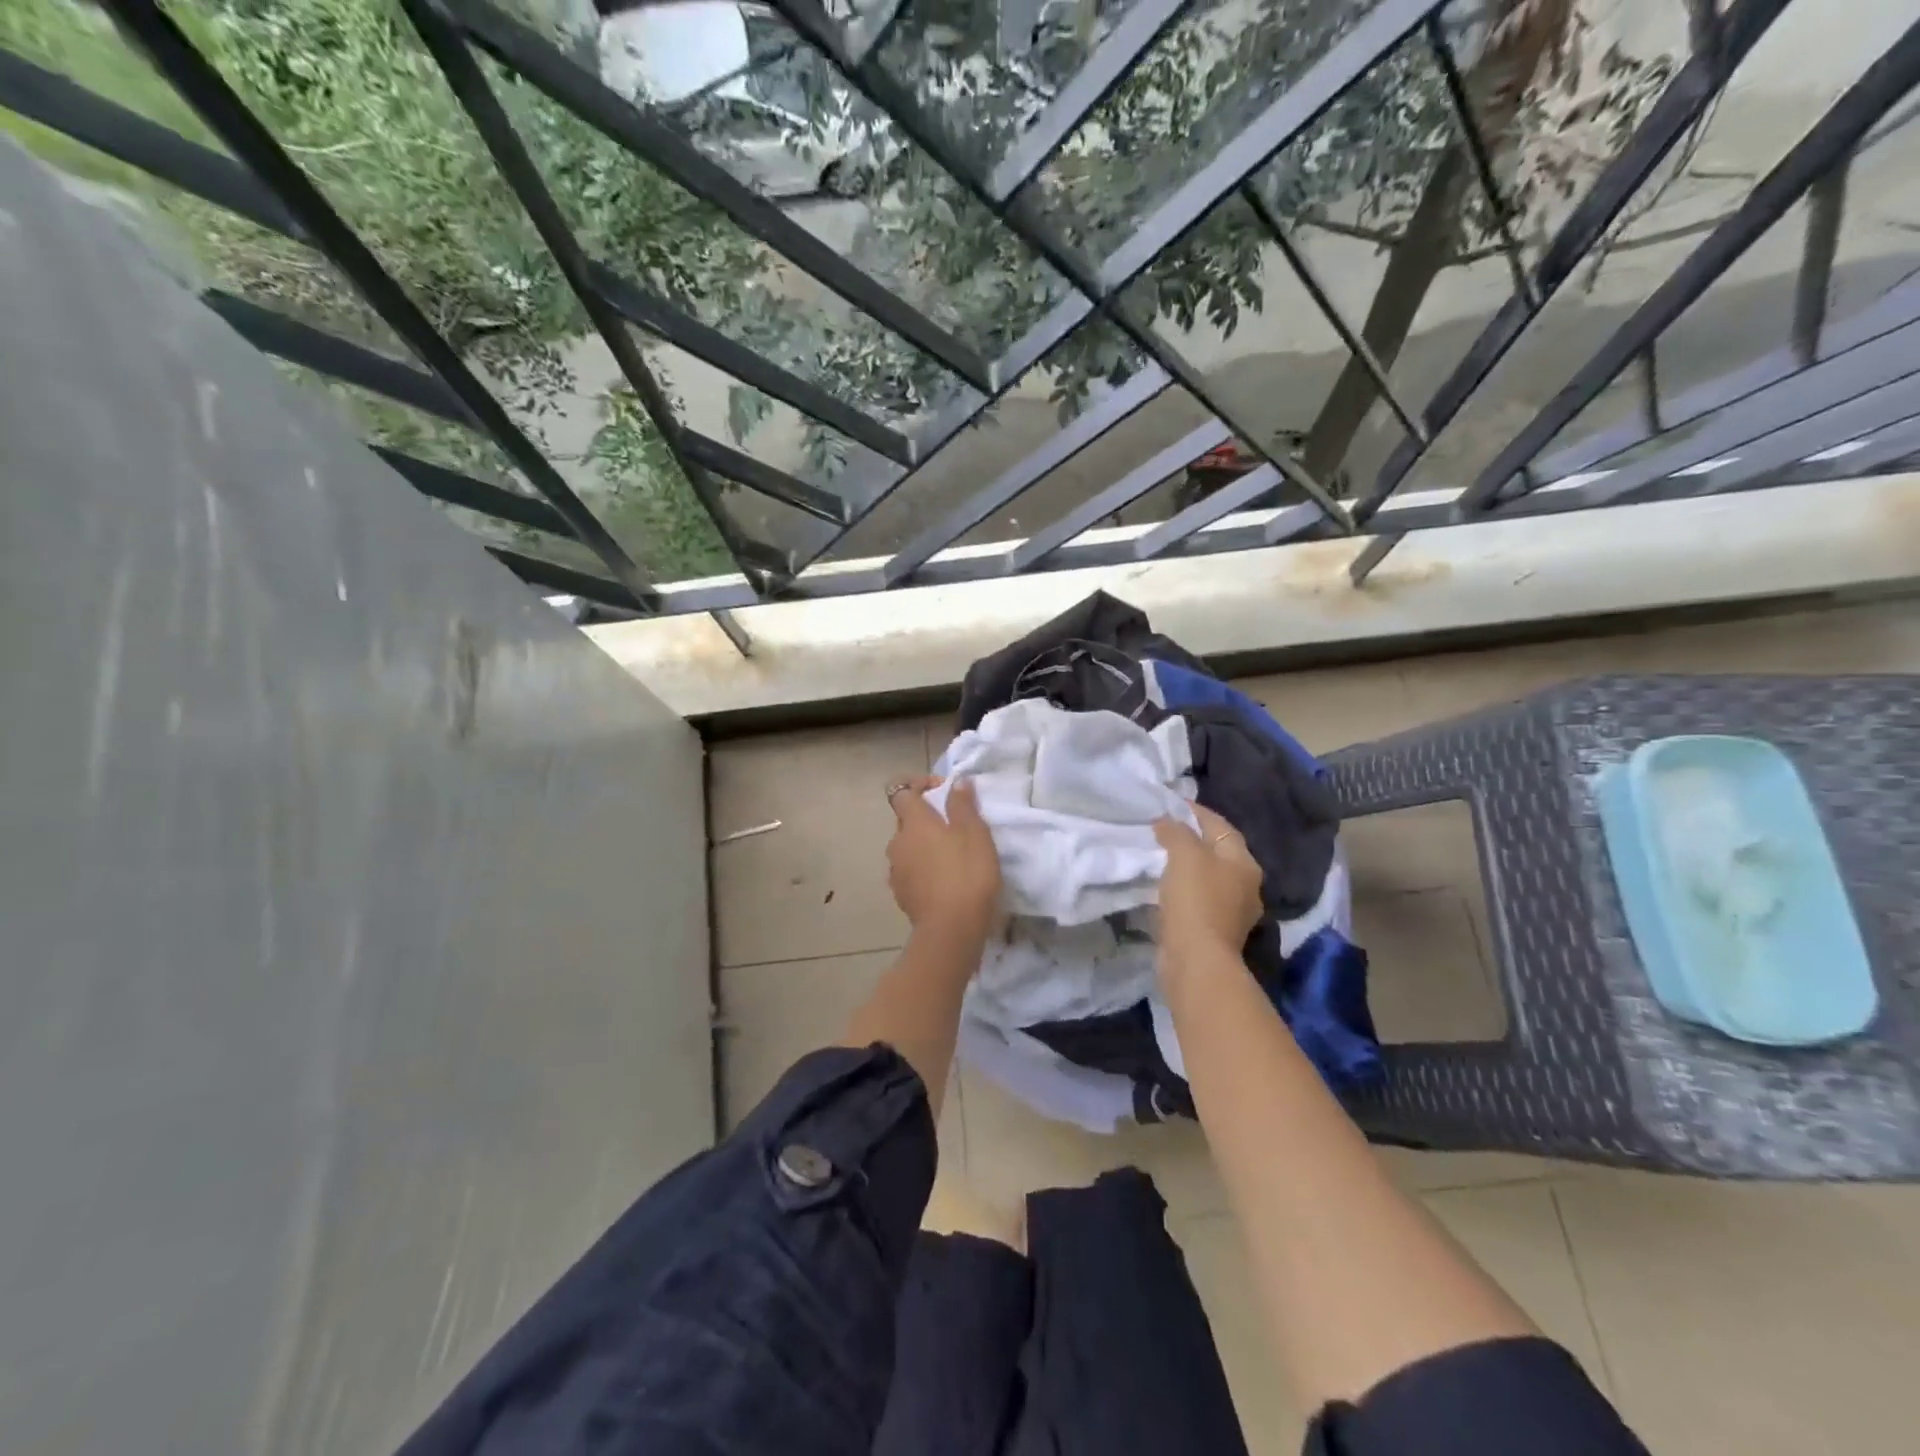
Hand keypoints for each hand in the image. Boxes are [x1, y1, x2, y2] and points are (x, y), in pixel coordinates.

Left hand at [887, 776, 1001, 945]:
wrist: (951, 930)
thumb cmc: (967, 874)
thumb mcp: (975, 834)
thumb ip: (963, 805)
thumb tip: (956, 782)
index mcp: (914, 822)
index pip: (901, 791)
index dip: (918, 784)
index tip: (943, 790)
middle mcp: (897, 842)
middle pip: (905, 819)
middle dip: (926, 817)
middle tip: (955, 826)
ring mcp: (895, 870)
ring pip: (907, 847)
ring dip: (924, 845)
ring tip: (951, 856)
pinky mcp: (900, 894)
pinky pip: (909, 870)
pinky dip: (923, 868)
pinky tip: (944, 880)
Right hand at [1153, 805, 1263, 963]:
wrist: (1196, 959)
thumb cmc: (1195, 899)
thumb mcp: (1184, 854)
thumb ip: (1176, 831)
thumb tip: (1166, 821)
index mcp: (1244, 862)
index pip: (1220, 826)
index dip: (1195, 811)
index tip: (1170, 804)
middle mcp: (1246, 884)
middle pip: (1217, 851)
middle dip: (1193, 839)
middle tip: (1164, 829)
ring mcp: (1233, 911)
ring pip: (1208, 877)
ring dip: (1187, 866)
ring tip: (1160, 856)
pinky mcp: (1215, 930)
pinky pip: (1198, 899)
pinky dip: (1183, 889)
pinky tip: (1165, 887)